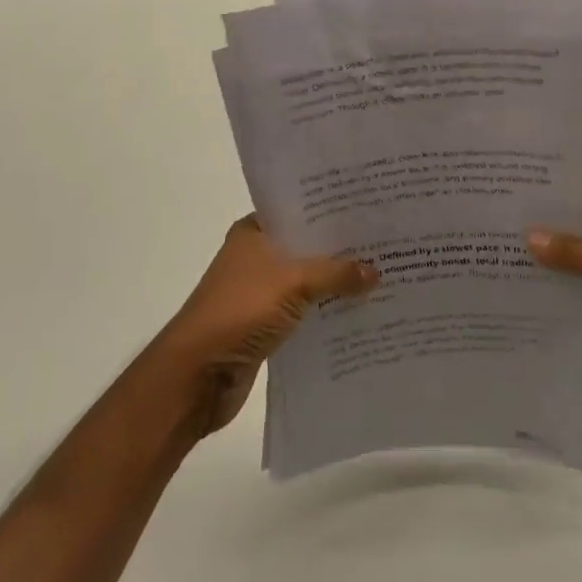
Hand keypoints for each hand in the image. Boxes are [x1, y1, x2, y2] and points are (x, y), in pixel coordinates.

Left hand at [157, 216, 377, 437]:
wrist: (197, 375)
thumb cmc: (240, 310)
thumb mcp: (293, 282)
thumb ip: (336, 273)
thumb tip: (375, 271)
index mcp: (254, 232)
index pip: (299, 210)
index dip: (331, 209)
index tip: (369, 207)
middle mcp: (256, 256)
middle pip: (306, 246)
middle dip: (341, 248)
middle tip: (385, 241)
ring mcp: (260, 292)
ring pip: (307, 280)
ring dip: (336, 282)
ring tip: (381, 275)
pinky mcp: (265, 325)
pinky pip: (304, 311)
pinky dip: (325, 310)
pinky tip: (358, 310)